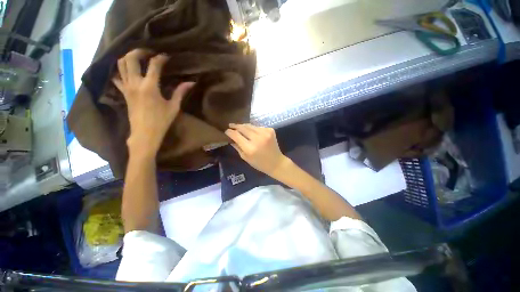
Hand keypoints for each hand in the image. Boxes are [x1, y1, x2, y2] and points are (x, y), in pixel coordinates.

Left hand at [112, 49, 194, 156]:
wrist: (144, 134)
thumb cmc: (161, 121)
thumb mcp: (174, 107)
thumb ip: (180, 92)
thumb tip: (191, 82)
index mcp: (150, 87)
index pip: (154, 65)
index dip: (160, 58)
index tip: (166, 56)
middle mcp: (135, 83)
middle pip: (130, 59)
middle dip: (139, 51)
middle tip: (148, 52)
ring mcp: (127, 88)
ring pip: (120, 65)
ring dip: (128, 58)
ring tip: (138, 58)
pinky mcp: (123, 93)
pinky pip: (117, 78)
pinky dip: (121, 72)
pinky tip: (128, 72)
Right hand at [225, 123, 289, 175]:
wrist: (276, 162)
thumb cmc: (259, 163)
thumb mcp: (245, 157)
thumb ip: (237, 146)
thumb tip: (231, 137)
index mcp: (250, 148)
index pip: (236, 135)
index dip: (230, 132)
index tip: (226, 131)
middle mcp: (257, 138)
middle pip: (243, 127)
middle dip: (236, 126)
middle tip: (231, 125)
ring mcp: (265, 133)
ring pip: (250, 125)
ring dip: (244, 126)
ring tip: (239, 127)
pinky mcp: (270, 130)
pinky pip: (258, 127)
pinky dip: (253, 129)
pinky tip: (252, 132)